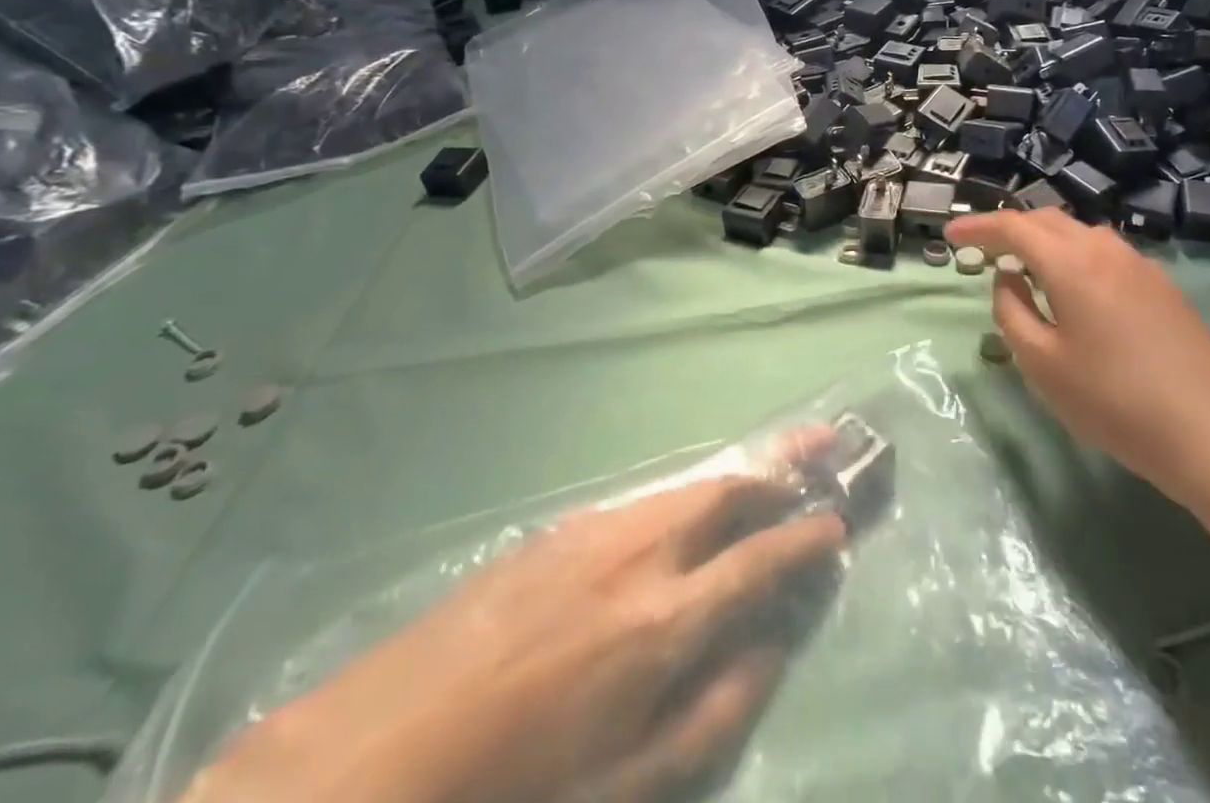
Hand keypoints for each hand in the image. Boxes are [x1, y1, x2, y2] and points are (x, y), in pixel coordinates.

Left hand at [189, 435, 846, 802]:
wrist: (369, 765)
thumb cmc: (512, 797)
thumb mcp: (628, 788)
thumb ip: (715, 710)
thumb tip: (773, 646)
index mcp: (664, 620)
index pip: (761, 558)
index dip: (808, 537)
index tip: (839, 523)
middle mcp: (640, 552)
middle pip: (729, 489)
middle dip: (784, 463)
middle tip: (825, 443)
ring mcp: (595, 531)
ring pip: (688, 485)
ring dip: (738, 474)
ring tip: (773, 467)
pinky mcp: (557, 531)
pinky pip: (645, 500)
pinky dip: (686, 496)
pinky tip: (688, 514)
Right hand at [945, 207, 1209, 507]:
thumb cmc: (1115, 401)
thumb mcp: (1043, 365)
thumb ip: (1011, 314)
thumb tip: (1008, 280)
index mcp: (1071, 263)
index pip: (1013, 226)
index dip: (978, 226)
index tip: (949, 233)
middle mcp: (1105, 250)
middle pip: (1048, 221)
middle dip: (1011, 229)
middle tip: (984, 251)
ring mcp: (1140, 265)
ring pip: (1080, 234)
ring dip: (1045, 241)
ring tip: (1027, 270)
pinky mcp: (1163, 287)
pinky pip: (1105, 254)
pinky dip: (1075, 257)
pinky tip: (1075, 292)